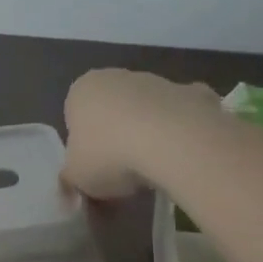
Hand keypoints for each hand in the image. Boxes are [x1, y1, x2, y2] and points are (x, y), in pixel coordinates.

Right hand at [62, 69, 223, 200]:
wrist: (172, 142)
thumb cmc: (110, 155)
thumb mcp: (77, 177)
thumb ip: (70, 178)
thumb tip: (71, 185)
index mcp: (81, 90)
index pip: (75, 116)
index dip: (84, 146)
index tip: (95, 168)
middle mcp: (115, 77)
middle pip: (112, 109)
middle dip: (117, 136)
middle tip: (124, 171)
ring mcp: (156, 81)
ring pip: (147, 110)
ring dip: (149, 132)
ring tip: (155, 168)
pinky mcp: (192, 92)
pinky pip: (182, 114)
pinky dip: (183, 130)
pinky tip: (184, 155)